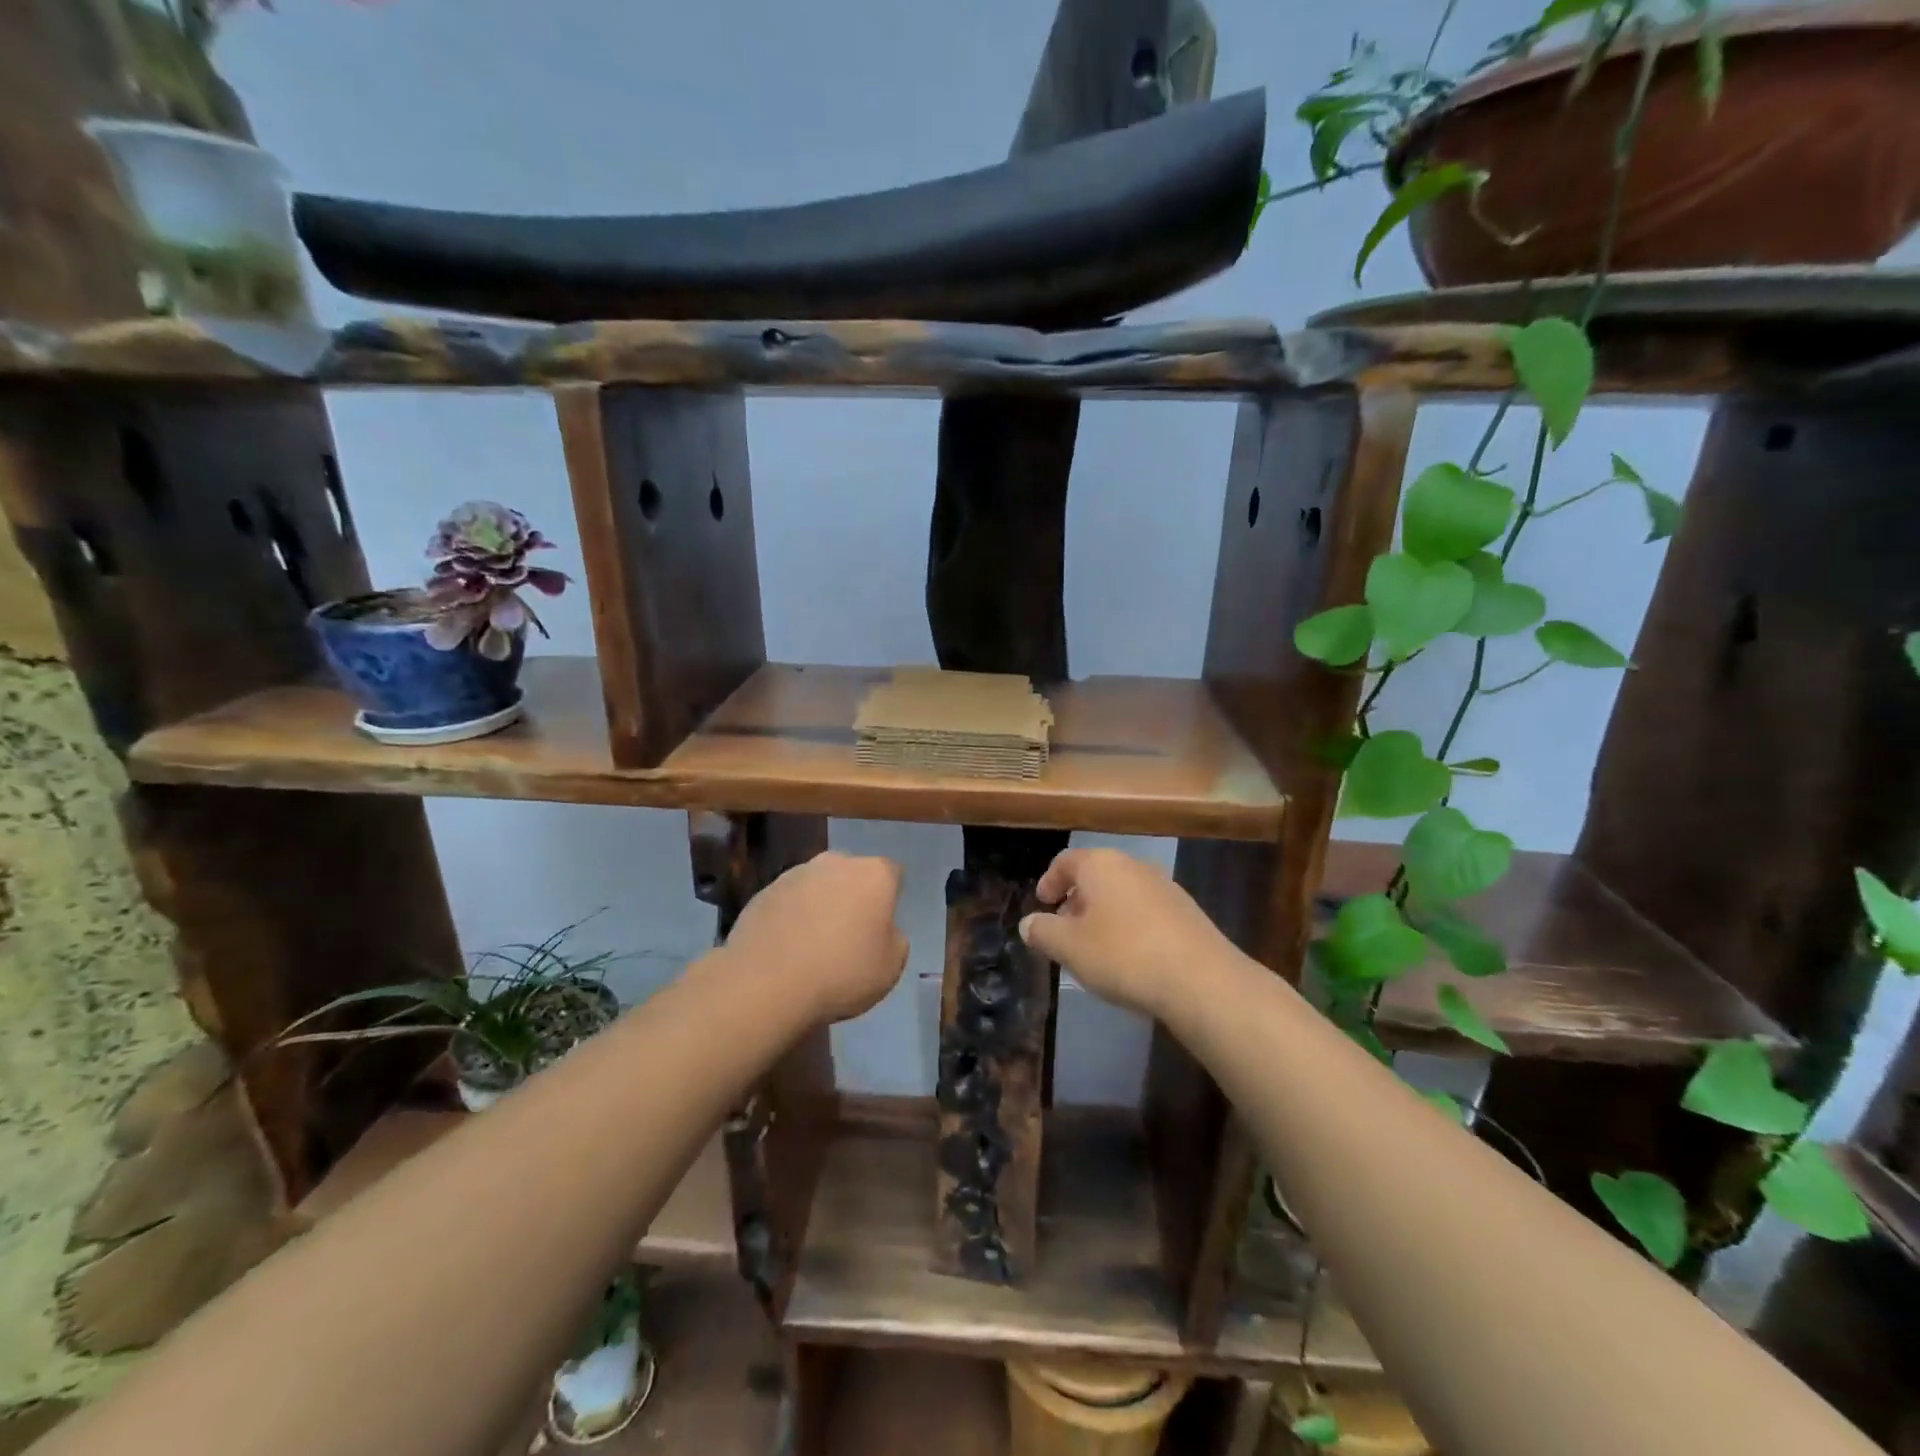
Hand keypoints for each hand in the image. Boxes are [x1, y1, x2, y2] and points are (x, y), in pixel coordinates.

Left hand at [725, 852, 908, 1022]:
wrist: (767, 983)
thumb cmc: (841, 972)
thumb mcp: (891, 967)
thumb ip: (894, 939)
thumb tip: (883, 930)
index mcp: (874, 874)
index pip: (892, 874)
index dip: (890, 900)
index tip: (882, 927)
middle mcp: (836, 863)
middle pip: (853, 875)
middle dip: (853, 897)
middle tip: (849, 935)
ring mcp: (796, 874)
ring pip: (818, 886)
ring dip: (820, 905)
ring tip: (813, 946)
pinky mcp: (763, 891)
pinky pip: (789, 902)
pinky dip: (791, 918)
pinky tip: (787, 949)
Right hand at [1019, 848, 1231, 1017]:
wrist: (1201, 981)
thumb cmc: (1124, 956)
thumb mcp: (1069, 947)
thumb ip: (1043, 932)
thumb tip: (1029, 923)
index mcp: (1101, 865)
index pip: (1065, 862)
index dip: (1049, 882)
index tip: (1042, 904)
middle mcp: (1133, 866)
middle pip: (1095, 876)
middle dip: (1076, 901)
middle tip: (1064, 930)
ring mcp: (1164, 887)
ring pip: (1121, 894)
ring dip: (1103, 915)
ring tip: (1095, 948)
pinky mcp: (1187, 912)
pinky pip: (1145, 911)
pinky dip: (1129, 926)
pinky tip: (1129, 958)